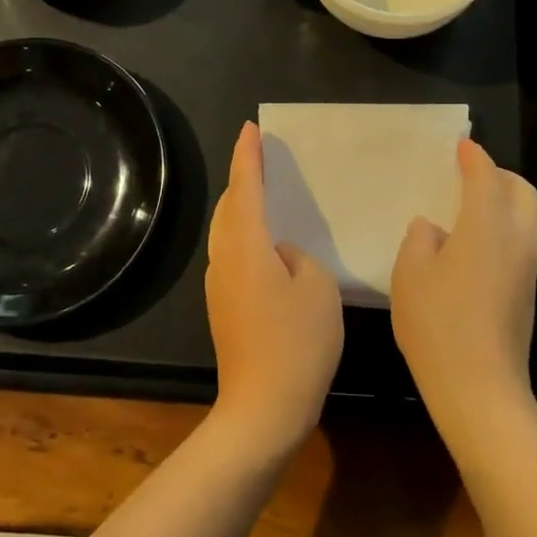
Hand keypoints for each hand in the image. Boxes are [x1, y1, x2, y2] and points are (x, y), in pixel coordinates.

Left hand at [204, 121, 343, 454]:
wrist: (262, 408)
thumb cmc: (297, 343)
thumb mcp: (318, 288)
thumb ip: (299, 258)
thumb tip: (281, 256)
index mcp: (246, 246)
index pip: (245, 188)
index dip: (248, 156)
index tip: (251, 128)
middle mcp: (224, 259)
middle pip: (229, 207)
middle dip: (243, 179)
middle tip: (262, 158)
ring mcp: (219, 285)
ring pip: (228, 233)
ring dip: (244, 209)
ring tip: (266, 195)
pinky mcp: (223, 307)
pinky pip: (233, 256)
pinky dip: (247, 237)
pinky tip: (269, 247)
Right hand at [390, 139, 536, 452]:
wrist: (479, 386)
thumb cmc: (437, 322)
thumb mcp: (410, 274)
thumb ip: (420, 240)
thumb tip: (433, 228)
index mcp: (487, 225)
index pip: (485, 178)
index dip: (474, 158)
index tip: (462, 145)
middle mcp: (517, 238)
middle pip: (522, 192)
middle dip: (500, 175)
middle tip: (472, 173)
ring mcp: (528, 267)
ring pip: (529, 217)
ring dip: (508, 201)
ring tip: (475, 204)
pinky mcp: (528, 292)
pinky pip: (524, 241)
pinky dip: (507, 226)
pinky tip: (478, 242)